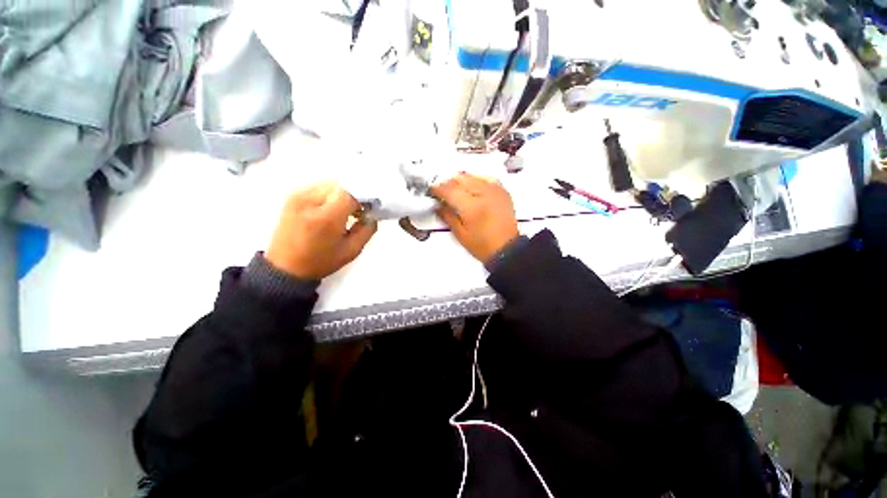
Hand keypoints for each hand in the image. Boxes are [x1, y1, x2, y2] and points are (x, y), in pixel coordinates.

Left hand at [265, 182, 376, 279]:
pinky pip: (319, 188)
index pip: (350, 193)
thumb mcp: (352, 250)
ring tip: (345, 211)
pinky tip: (331, 210)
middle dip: (353, 196)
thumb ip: (367, 230)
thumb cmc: (321, 261)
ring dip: (342, 195)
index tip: (368, 210)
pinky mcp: (293, 196)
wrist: (285, 267)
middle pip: (340, 185)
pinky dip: (330, 195)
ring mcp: (298, 195)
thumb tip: (372, 214)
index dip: (363, 198)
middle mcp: (310, 200)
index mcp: (326, 217)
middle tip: (358, 212)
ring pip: (330, 184)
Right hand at [431, 173, 519, 263]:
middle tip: (442, 192)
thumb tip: (438, 205)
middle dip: (448, 183)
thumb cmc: (484, 246)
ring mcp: (495, 191)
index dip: (438, 189)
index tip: (432, 191)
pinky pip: (485, 178)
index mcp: (472, 207)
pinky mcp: (502, 192)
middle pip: (460, 178)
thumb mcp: (460, 234)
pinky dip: (475, 181)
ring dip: (460, 181)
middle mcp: (485, 194)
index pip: (450, 189)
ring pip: (472, 175)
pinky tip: (471, 190)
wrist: (507, 249)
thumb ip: (447, 216)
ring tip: (456, 191)